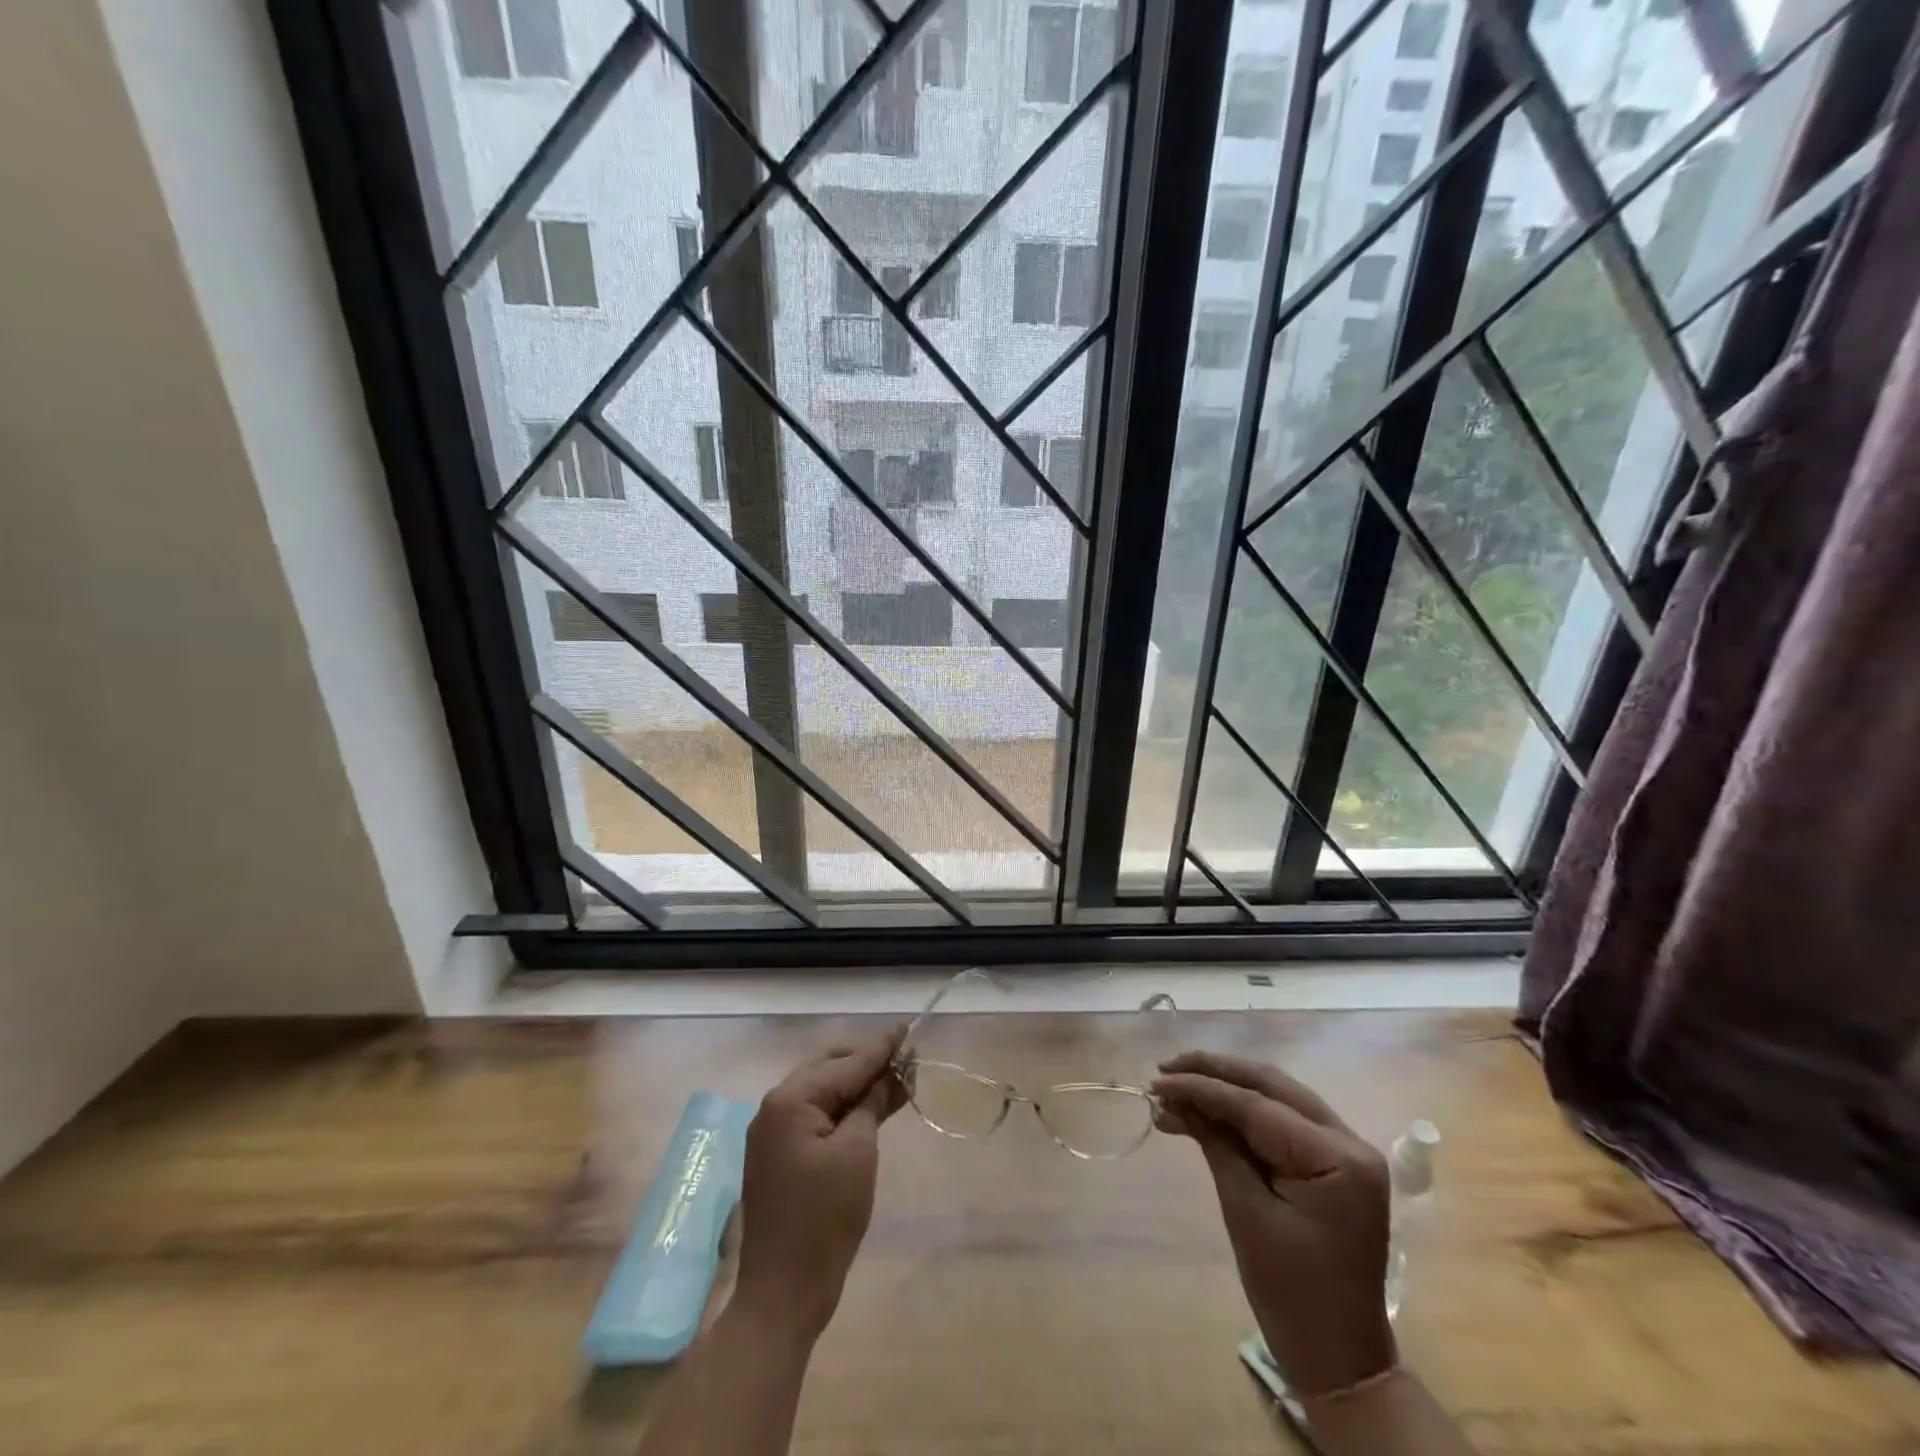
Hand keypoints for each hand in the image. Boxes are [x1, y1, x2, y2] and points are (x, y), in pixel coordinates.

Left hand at [734, 1030, 905, 1343]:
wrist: (782, 1294)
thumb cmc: (824, 1219)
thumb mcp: (857, 1153)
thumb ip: (871, 1104)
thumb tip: (889, 1074)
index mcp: (791, 1099)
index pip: (846, 1063)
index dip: (880, 1047)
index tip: (907, 1028)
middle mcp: (775, 1106)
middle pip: (829, 1068)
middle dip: (867, 1061)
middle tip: (906, 1058)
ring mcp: (773, 1132)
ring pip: (822, 1090)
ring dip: (858, 1084)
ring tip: (897, 1078)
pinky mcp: (779, 1155)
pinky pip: (815, 1115)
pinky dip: (844, 1108)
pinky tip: (871, 1107)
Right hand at [1153, 1051, 1395, 1399]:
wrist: (1340, 1358)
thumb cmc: (1291, 1293)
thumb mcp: (1245, 1212)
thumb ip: (1215, 1143)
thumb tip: (1175, 1097)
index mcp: (1338, 1159)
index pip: (1257, 1105)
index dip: (1202, 1087)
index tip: (1157, 1079)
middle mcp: (1350, 1142)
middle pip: (1272, 1086)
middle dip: (1215, 1073)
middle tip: (1166, 1068)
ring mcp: (1347, 1150)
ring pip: (1277, 1095)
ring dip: (1227, 1087)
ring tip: (1178, 1084)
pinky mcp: (1335, 1163)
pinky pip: (1284, 1119)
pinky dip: (1244, 1111)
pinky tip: (1208, 1110)